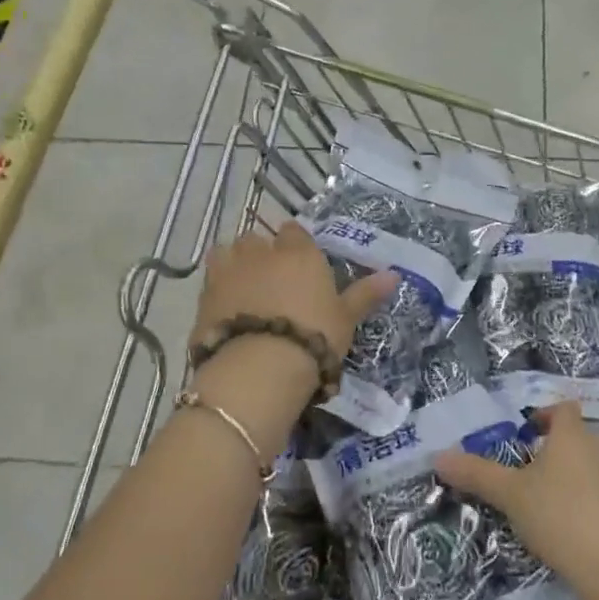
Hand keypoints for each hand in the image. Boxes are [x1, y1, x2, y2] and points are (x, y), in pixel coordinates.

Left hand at [191, 221, 397, 368]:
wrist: (260, 367)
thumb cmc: (314, 336)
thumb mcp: (346, 318)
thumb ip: (366, 293)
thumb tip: (394, 274)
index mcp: (298, 252)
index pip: (295, 231)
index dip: (296, 245)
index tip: (302, 265)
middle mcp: (261, 252)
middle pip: (257, 240)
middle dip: (262, 253)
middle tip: (272, 281)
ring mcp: (228, 271)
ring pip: (227, 253)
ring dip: (235, 265)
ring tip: (244, 290)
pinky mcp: (204, 297)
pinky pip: (211, 283)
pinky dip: (218, 292)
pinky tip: (226, 312)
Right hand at [434, 403, 598, 599]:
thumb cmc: (560, 517)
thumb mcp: (510, 496)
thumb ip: (477, 474)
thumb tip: (439, 456)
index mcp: (572, 435)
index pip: (562, 409)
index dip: (545, 416)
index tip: (526, 434)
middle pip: (578, 437)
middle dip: (555, 449)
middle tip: (528, 473)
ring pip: (593, 465)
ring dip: (573, 476)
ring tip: (548, 503)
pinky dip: (591, 502)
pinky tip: (575, 530)